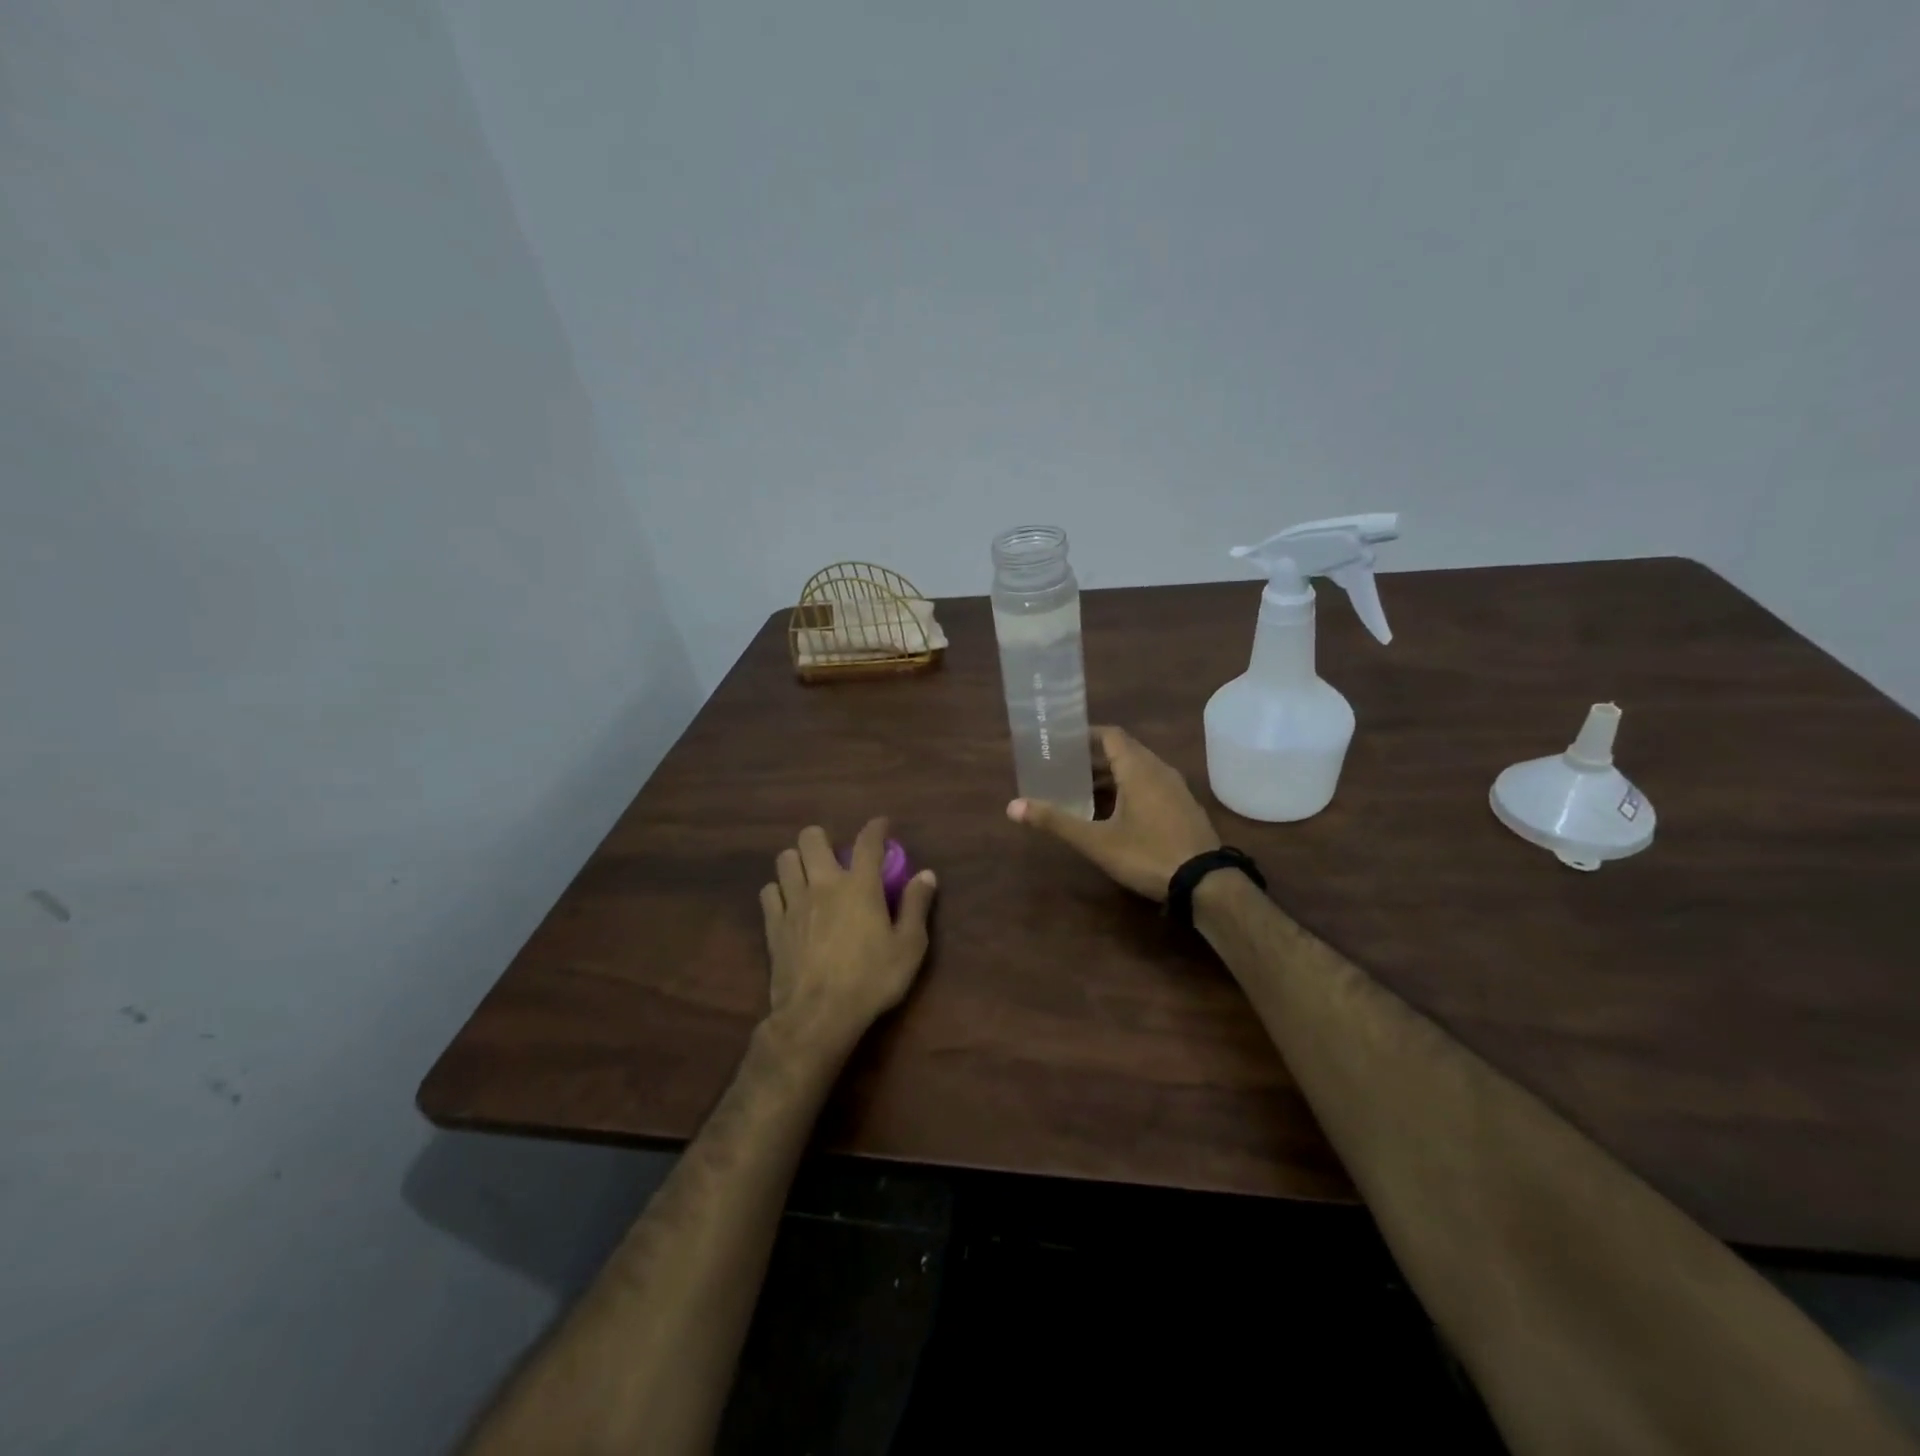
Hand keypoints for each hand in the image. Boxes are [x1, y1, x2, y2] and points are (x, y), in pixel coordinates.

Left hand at [760, 818, 937, 1051]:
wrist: (818, 1016)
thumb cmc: (871, 980)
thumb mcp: (909, 947)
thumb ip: (916, 906)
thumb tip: (926, 875)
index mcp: (860, 886)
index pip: (867, 842)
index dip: (875, 827)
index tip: (881, 824)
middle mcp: (824, 884)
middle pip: (811, 839)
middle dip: (822, 838)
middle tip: (835, 856)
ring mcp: (794, 903)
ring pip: (785, 860)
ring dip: (798, 861)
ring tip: (809, 876)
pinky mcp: (774, 925)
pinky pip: (769, 892)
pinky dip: (779, 891)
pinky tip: (789, 903)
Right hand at [1007, 725, 1220, 900]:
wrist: (1206, 883)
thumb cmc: (1147, 854)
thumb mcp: (1096, 841)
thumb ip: (1056, 821)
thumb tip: (1012, 806)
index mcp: (1139, 769)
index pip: (1111, 735)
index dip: (1086, 735)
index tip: (1062, 742)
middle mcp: (1160, 770)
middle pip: (1124, 752)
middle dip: (1093, 758)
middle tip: (1064, 769)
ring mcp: (1176, 789)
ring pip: (1139, 770)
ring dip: (1112, 776)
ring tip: (1083, 791)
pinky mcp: (1184, 808)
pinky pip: (1151, 786)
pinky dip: (1129, 789)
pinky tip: (1114, 814)